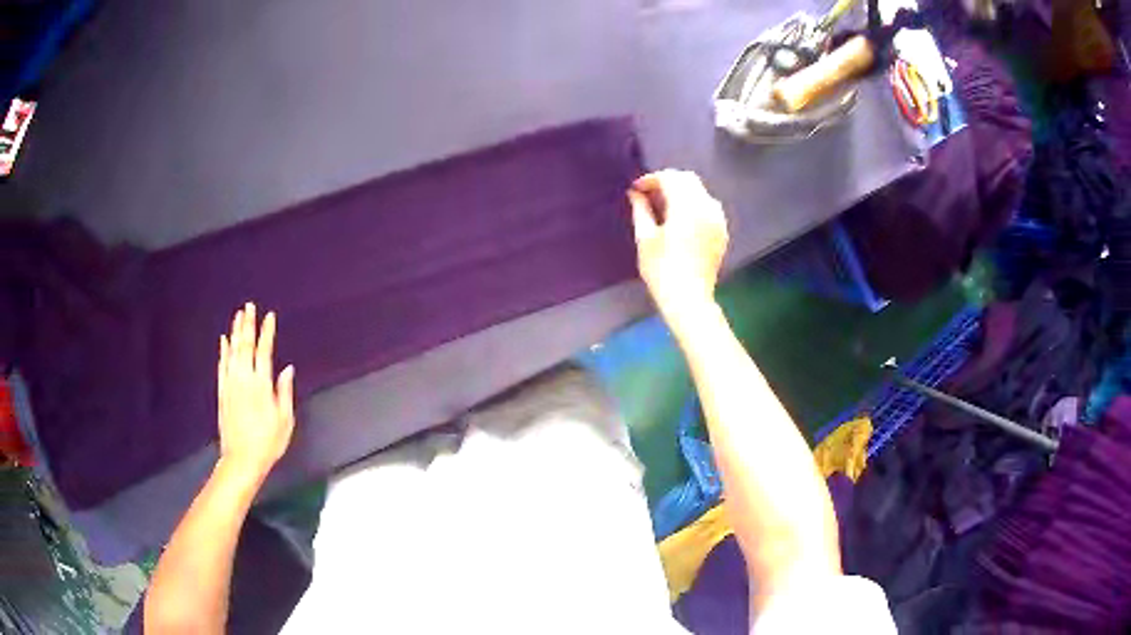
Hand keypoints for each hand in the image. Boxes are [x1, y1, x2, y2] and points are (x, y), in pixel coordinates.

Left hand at [217, 303, 294, 481]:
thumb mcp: (285, 420)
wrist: (241, 459)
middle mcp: (244, 379)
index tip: (269, 316)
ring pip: (232, 352)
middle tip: (249, 306)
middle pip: (245, 346)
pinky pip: (221, 366)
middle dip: (248, 325)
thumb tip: (287, 368)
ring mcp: (231, 384)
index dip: (267, 332)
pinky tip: (223, 341)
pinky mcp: (222, 392)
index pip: (264, 351)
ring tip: (238, 315)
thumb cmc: (268, 442)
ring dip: (235, 332)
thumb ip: (284, 392)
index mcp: (261, 385)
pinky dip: (223, 351)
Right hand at [627, 170, 728, 329]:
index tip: (637, 189)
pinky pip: (709, 207)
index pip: (670, 178)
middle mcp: (706, 208)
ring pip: (700, 191)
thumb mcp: (645, 239)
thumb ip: (641, 210)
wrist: (689, 299)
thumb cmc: (662, 270)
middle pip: (688, 180)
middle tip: (649, 194)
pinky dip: (694, 204)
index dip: (651, 179)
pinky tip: (681, 219)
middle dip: (668, 181)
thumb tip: (635, 194)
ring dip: (682, 191)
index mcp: (686, 207)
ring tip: (664, 206)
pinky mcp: (721, 232)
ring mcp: (717, 220)